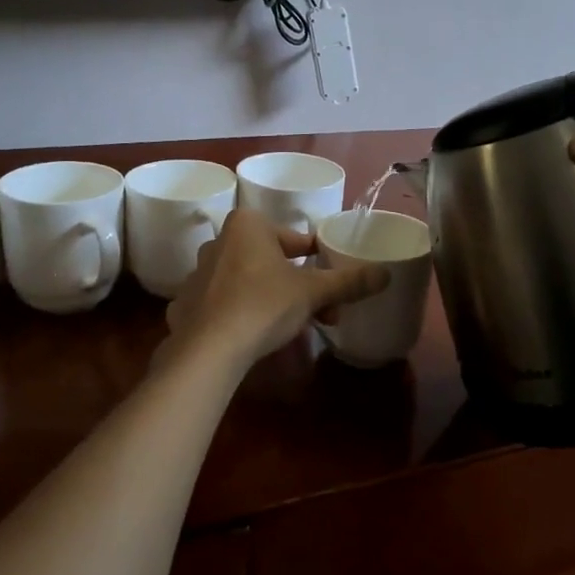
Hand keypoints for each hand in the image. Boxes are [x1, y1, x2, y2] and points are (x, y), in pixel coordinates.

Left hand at [163, 208, 389, 365]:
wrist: (208, 350)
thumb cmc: (264, 305)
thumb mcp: (314, 292)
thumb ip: (349, 282)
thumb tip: (386, 274)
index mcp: (248, 225)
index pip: (295, 239)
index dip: (318, 261)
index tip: (332, 282)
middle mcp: (219, 241)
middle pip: (273, 260)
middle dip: (300, 285)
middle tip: (322, 310)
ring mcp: (198, 273)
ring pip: (250, 281)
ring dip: (275, 298)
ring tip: (295, 327)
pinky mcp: (187, 304)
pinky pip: (225, 302)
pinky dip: (243, 313)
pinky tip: (257, 335)